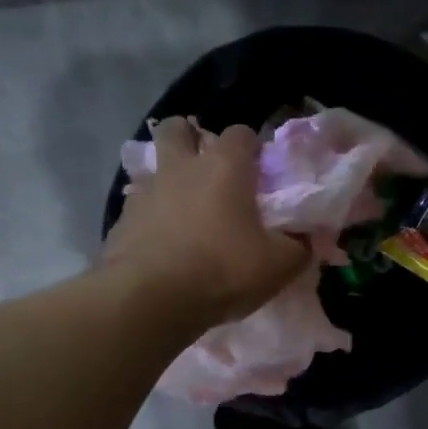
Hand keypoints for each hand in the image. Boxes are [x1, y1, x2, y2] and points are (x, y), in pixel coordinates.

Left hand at [101, 118, 307, 330]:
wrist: (150, 300)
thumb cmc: (223, 270)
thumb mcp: (279, 264)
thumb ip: (299, 246)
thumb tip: (306, 238)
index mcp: (224, 167)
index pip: (240, 133)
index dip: (252, 146)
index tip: (260, 170)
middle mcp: (181, 168)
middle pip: (178, 128)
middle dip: (192, 138)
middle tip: (209, 168)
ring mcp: (146, 191)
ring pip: (154, 166)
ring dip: (169, 178)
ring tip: (186, 208)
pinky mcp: (121, 221)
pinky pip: (139, 205)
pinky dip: (152, 215)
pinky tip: (164, 241)